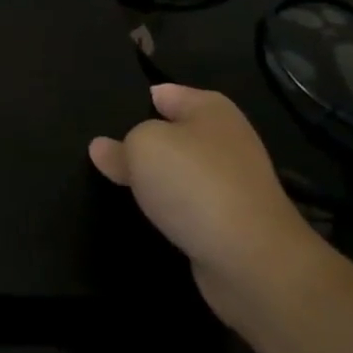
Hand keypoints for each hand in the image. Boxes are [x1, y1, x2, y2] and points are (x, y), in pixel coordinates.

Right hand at [90, 84, 326, 317]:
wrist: (250, 259)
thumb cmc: (194, 183)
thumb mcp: (142, 146)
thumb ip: (120, 145)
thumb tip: (103, 148)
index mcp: (210, 108)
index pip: (163, 93)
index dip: (133, 101)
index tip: (101, 115)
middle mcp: (225, 139)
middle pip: (172, 132)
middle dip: (141, 142)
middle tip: (102, 152)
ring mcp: (232, 181)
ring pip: (180, 170)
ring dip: (156, 179)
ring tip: (116, 183)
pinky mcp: (231, 219)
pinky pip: (189, 203)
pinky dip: (171, 208)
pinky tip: (148, 214)